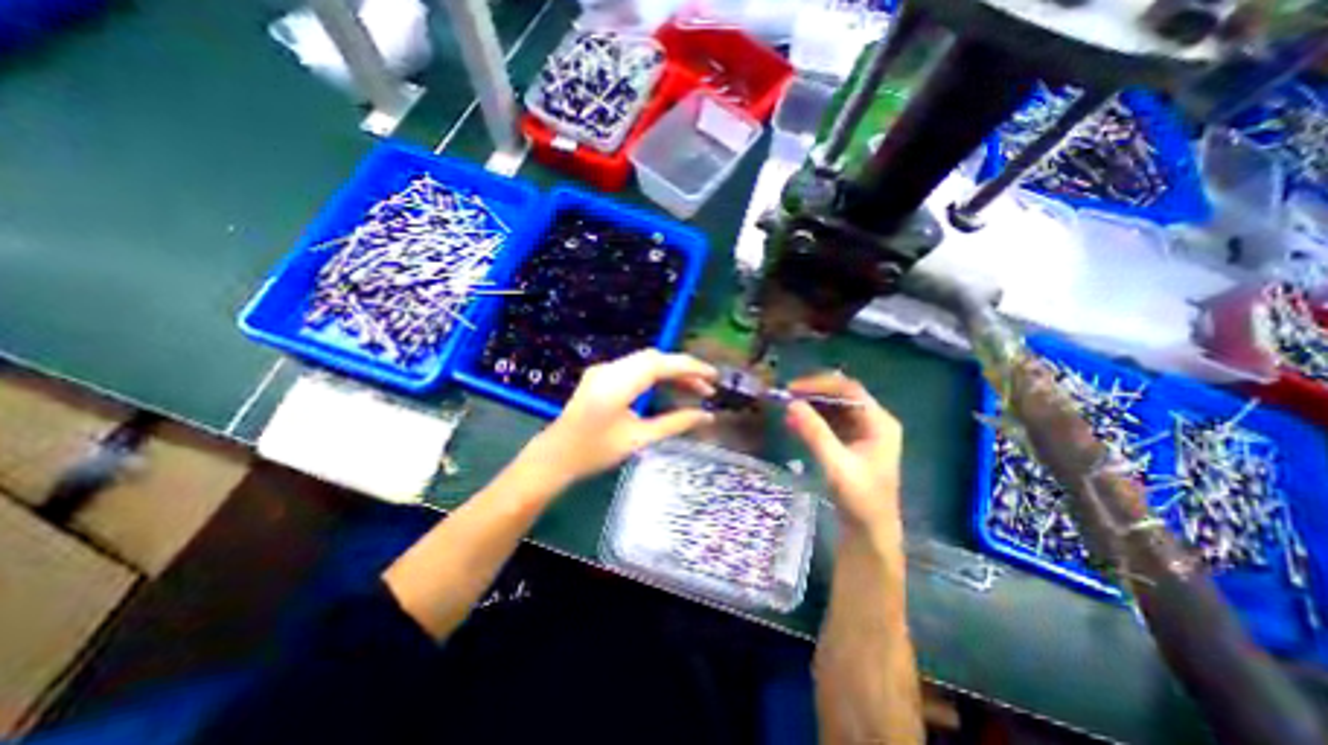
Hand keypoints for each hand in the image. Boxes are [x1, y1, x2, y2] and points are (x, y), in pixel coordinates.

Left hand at [526, 348, 717, 484]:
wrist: (554, 457)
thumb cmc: (594, 453)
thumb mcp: (639, 439)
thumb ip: (675, 424)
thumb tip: (707, 416)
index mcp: (617, 384)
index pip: (661, 364)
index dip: (690, 368)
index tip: (714, 377)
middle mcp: (609, 369)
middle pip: (654, 359)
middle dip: (684, 370)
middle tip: (707, 388)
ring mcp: (603, 370)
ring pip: (646, 362)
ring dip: (671, 372)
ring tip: (694, 390)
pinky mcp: (601, 376)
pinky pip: (635, 368)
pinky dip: (656, 375)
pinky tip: (669, 389)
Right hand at [788, 371, 902, 536]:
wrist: (870, 532)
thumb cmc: (859, 499)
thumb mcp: (836, 464)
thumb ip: (814, 432)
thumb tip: (791, 404)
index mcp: (879, 422)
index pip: (849, 389)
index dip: (820, 384)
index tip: (793, 389)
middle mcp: (874, 421)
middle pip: (842, 395)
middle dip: (813, 393)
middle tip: (786, 396)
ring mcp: (863, 432)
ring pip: (834, 407)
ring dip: (811, 405)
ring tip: (787, 409)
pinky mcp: (852, 443)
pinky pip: (831, 422)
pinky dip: (813, 419)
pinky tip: (795, 423)